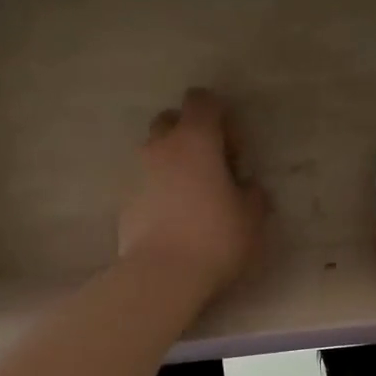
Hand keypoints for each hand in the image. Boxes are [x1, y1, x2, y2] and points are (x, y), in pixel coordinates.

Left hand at [118, 90, 267, 299]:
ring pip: (155, 151)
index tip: (233, 151)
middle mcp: (161, 146)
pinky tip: (174, 218)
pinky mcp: (124, 200)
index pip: (202, 100)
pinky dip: (159, 188)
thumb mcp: (252, 216)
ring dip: (173, 162)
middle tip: (211, 168)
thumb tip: (245, 186)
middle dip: (191, 134)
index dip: (221, 117)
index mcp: (195, 139)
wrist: (161, 275)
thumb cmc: (215, 237)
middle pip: (172, 120)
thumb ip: (252, 192)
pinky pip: (145, 181)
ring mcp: (137, 172)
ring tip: (192, 196)